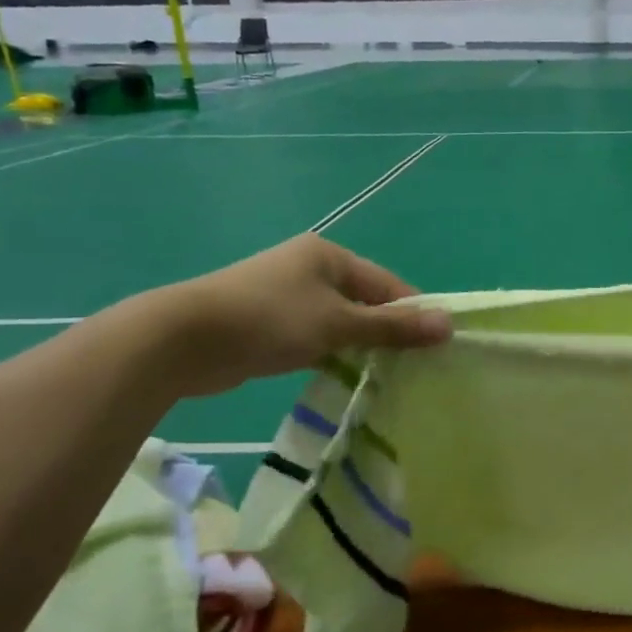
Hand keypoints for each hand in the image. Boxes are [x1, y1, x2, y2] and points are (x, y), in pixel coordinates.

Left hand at [148, 234, 451, 396]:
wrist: (184, 340)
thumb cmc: (270, 320)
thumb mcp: (339, 324)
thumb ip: (393, 327)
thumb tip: (448, 324)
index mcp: (329, 255)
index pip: (387, 284)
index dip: (413, 313)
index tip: (435, 348)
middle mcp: (309, 268)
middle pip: (364, 301)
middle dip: (387, 333)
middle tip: (412, 367)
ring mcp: (286, 295)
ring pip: (339, 321)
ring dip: (359, 345)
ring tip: (384, 376)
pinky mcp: (268, 323)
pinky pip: (314, 335)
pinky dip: (331, 352)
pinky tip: (343, 375)